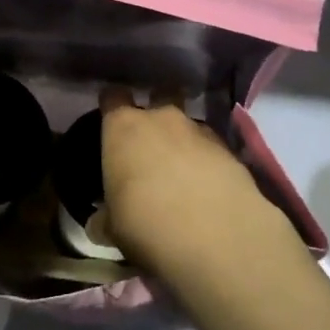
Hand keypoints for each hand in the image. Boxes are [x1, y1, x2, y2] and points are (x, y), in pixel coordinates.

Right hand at [99, 88, 299, 281]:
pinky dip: (208, 160)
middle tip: (152, 143)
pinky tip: (207, 186)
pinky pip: (211, 147)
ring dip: (184, 140)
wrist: (214, 233)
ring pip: (188, 123)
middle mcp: (161, 118)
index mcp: (123, 127)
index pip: (112, 97)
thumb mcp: (113, 226)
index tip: (111, 121)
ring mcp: (199, 130)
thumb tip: (100, 222)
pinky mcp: (229, 150)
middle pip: (159, 96)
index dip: (112, 106)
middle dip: (156, 113)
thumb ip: (106, 216)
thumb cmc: (145, 222)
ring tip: (183, 170)